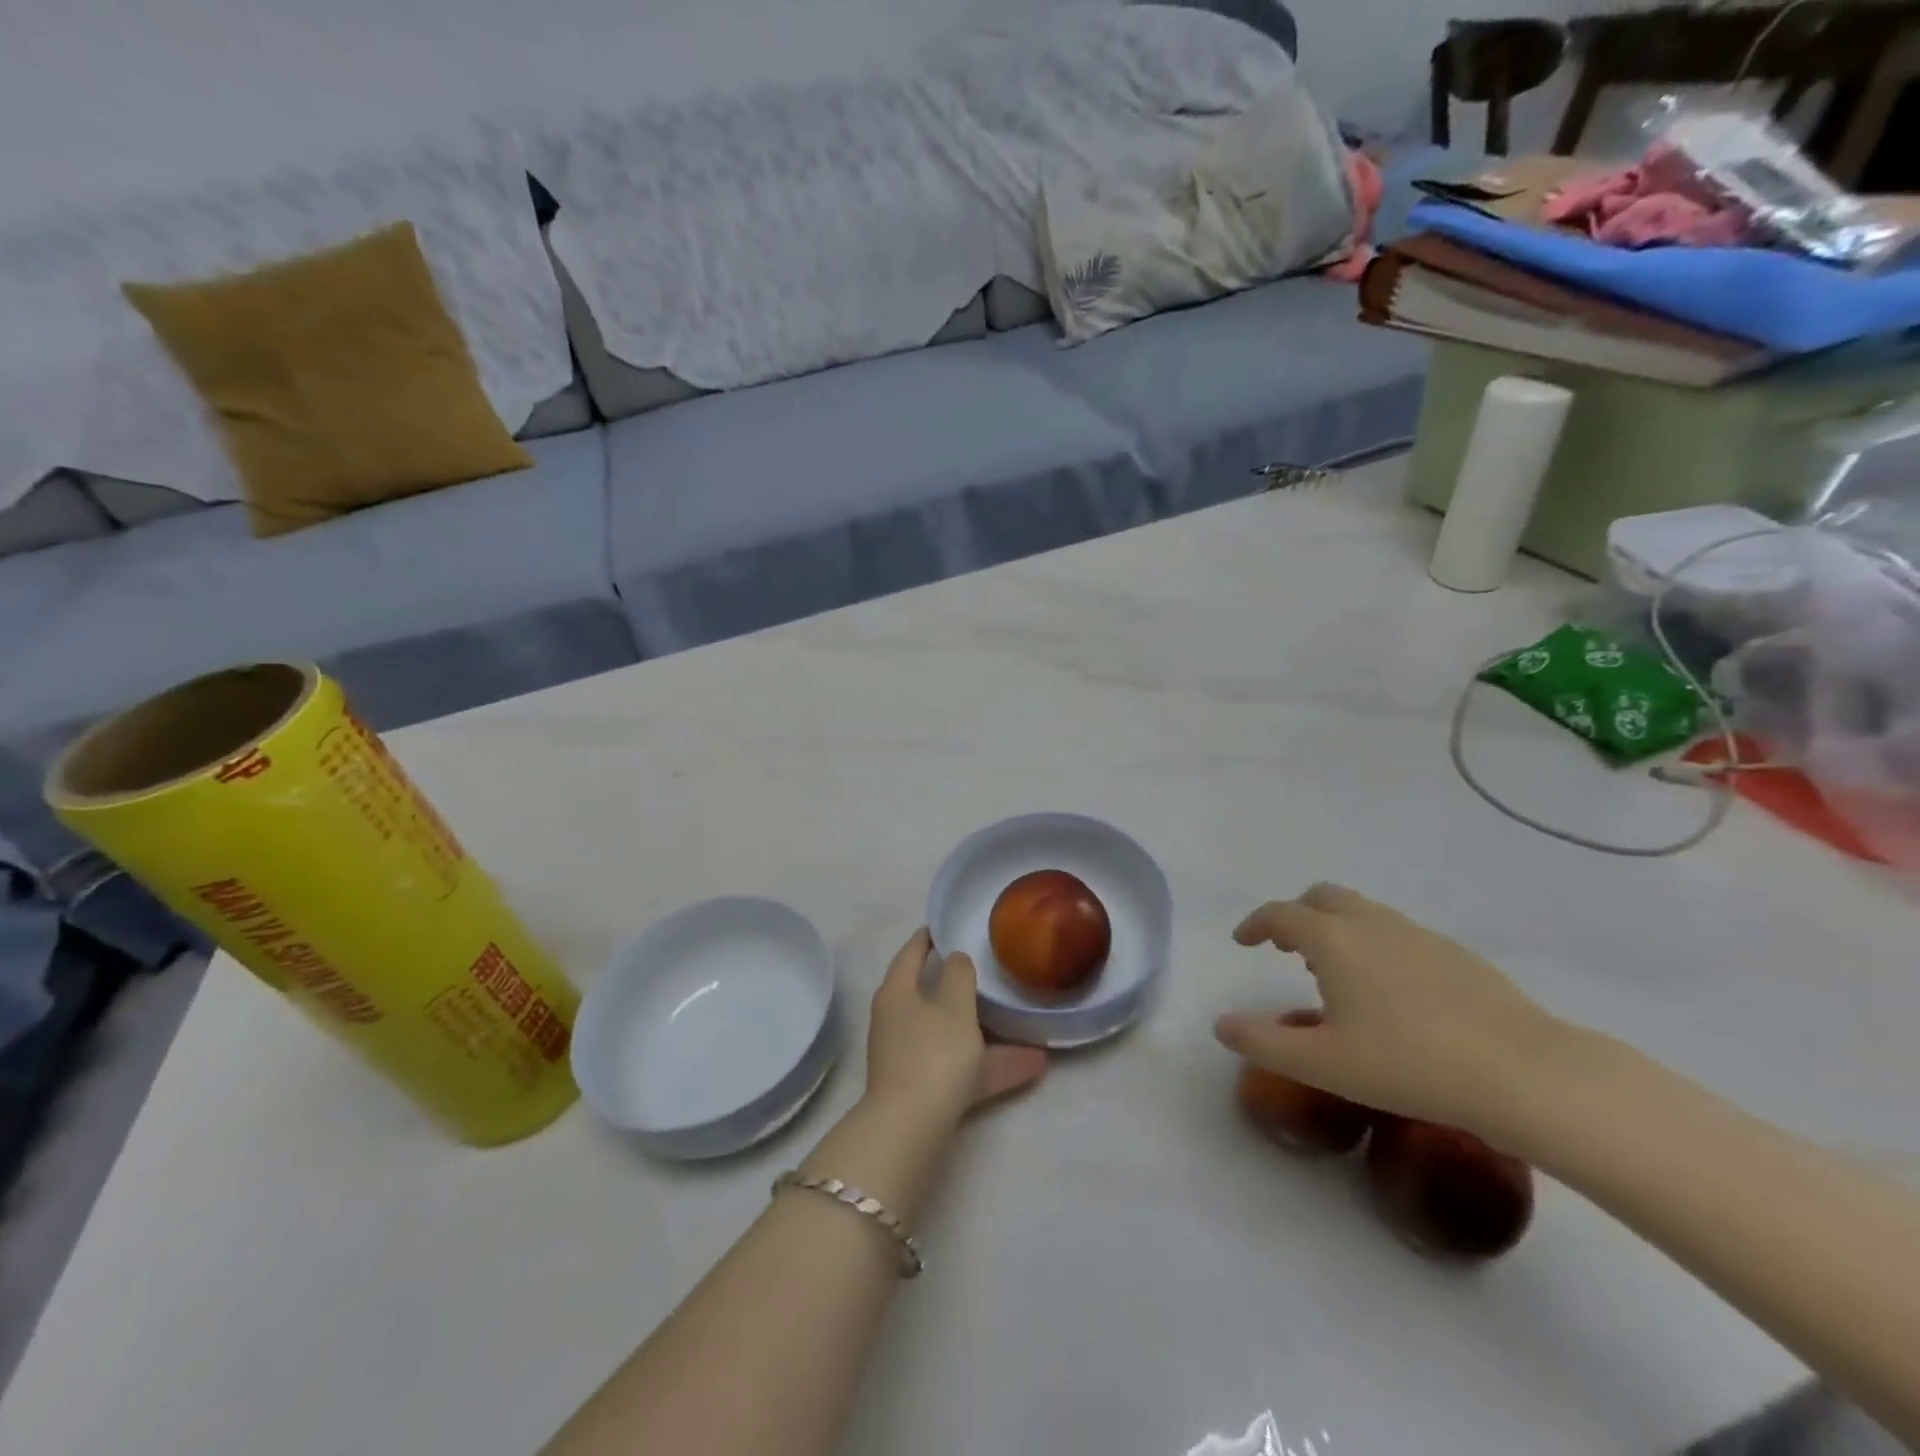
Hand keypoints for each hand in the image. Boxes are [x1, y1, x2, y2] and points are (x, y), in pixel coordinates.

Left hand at [864, 929, 1046, 1129]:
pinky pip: (960, 1067)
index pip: (910, 953)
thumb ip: (958, 975)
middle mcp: (896, 1021)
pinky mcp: (923, 1089)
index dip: (927, 938)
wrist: (909, 1129)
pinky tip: (1031, 1067)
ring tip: (1021, 1024)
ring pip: (950, 1034)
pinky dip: (989, 1065)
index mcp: (897, 992)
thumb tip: (956, 960)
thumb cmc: (932, 1053)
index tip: (944, 926)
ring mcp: (907, 1057)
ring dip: (984, 1031)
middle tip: (982, 970)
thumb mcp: (953, 1006)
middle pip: (928, 995)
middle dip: (957, 985)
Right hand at [1214, 884, 1571, 1138]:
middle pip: (1322, 897)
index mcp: (1333, 940)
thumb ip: (1263, 1043)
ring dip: (1337, 928)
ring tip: (1336, 974)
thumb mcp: (1323, 1064)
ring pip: (1363, 912)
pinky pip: (1398, 933)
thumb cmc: (1409, 1066)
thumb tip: (1221, 1026)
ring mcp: (1418, 935)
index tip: (1243, 941)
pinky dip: (1375, 944)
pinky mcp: (1456, 954)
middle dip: (1297, 915)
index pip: (1280, 914)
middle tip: (1288, 949)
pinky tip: (1392, 994)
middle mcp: (1372, 924)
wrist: (1524, 1074)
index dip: (1255, 924)